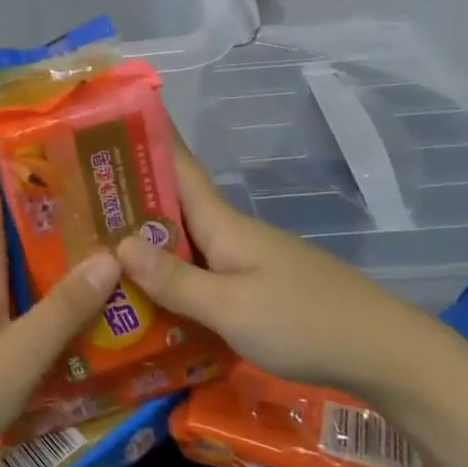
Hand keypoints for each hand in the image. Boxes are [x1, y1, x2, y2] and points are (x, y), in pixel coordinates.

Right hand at [114, 133, 429, 396]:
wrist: (386, 354)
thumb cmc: (303, 321)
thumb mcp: (230, 307)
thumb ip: (175, 279)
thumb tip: (120, 243)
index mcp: (223, 222)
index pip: (179, 165)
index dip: (150, 136)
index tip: (116, 113)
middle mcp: (232, 232)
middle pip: (175, 203)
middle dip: (131, 191)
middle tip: (81, 190)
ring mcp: (248, 258)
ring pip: (187, 238)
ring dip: (149, 235)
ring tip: (101, 240)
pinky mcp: (259, 286)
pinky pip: (204, 268)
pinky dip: (174, 269)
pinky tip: (152, 290)